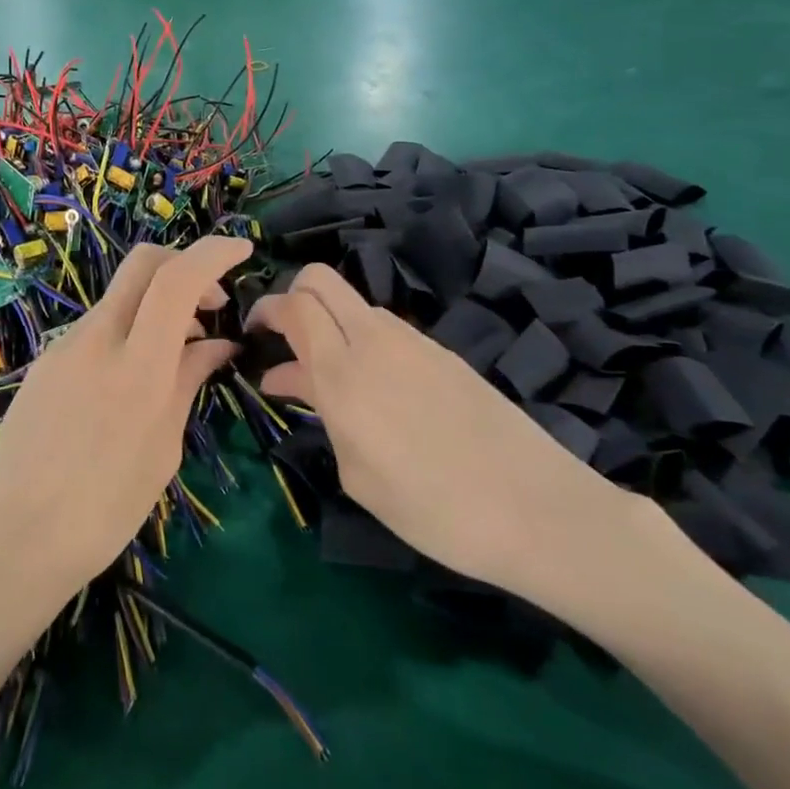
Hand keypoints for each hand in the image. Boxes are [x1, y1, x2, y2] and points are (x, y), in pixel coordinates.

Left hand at [0, 237, 250, 619]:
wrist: (11, 540)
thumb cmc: (103, 510)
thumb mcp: (162, 449)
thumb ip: (188, 382)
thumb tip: (219, 345)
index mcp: (137, 365)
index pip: (177, 278)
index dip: (214, 252)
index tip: (242, 251)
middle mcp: (96, 339)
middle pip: (143, 263)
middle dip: (184, 264)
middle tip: (211, 303)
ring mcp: (64, 346)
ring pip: (120, 296)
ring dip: (157, 303)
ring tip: (180, 350)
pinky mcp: (45, 362)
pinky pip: (97, 327)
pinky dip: (129, 328)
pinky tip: (136, 373)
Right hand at [250, 265, 646, 602]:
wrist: (536, 509)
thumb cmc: (431, 508)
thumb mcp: (356, 473)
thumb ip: (320, 412)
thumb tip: (291, 378)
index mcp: (343, 372)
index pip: (294, 305)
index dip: (266, 309)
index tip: (253, 334)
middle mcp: (375, 340)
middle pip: (321, 279)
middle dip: (292, 295)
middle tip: (282, 337)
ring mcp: (413, 341)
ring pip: (354, 303)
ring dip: (330, 322)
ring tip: (325, 374)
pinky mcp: (443, 351)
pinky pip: (386, 328)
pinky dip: (362, 340)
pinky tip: (371, 386)